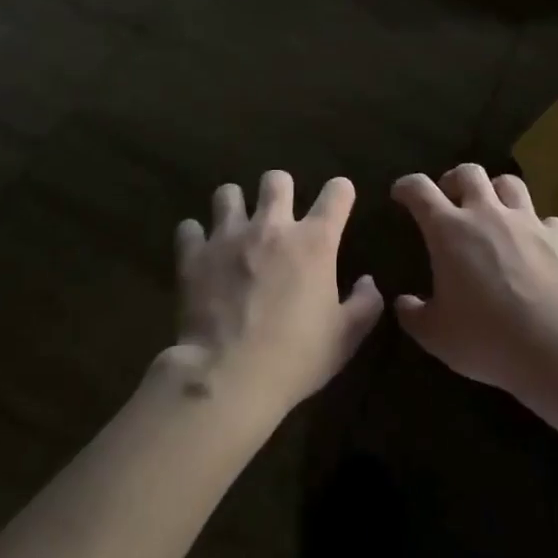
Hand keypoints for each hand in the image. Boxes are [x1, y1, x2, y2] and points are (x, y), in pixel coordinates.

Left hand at [171, 171, 382, 418]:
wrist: (228, 377)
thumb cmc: (295, 357)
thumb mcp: (345, 337)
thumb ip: (364, 304)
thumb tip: (367, 282)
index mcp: (314, 242)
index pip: (337, 192)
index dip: (341, 192)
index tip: (339, 202)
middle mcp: (271, 226)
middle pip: (276, 180)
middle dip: (281, 190)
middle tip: (279, 215)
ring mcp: (228, 237)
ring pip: (228, 193)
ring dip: (235, 206)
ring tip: (236, 227)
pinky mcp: (194, 255)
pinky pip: (189, 228)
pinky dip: (196, 237)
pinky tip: (200, 251)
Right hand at [390, 164, 557, 397]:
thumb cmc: (487, 337)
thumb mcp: (436, 335)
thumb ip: (413, 315)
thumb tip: (403, 303)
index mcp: (449, 231)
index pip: (420, 190)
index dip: (407, 186)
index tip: (401, 194)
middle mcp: (487, 214)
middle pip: (468, 173)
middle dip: (454, 180)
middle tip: (449, 199)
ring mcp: (527, 221)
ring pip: (509, 183)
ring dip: (496, 191)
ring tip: (492, 210)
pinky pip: (545, 219)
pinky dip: (535, 227)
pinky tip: (534, 245)